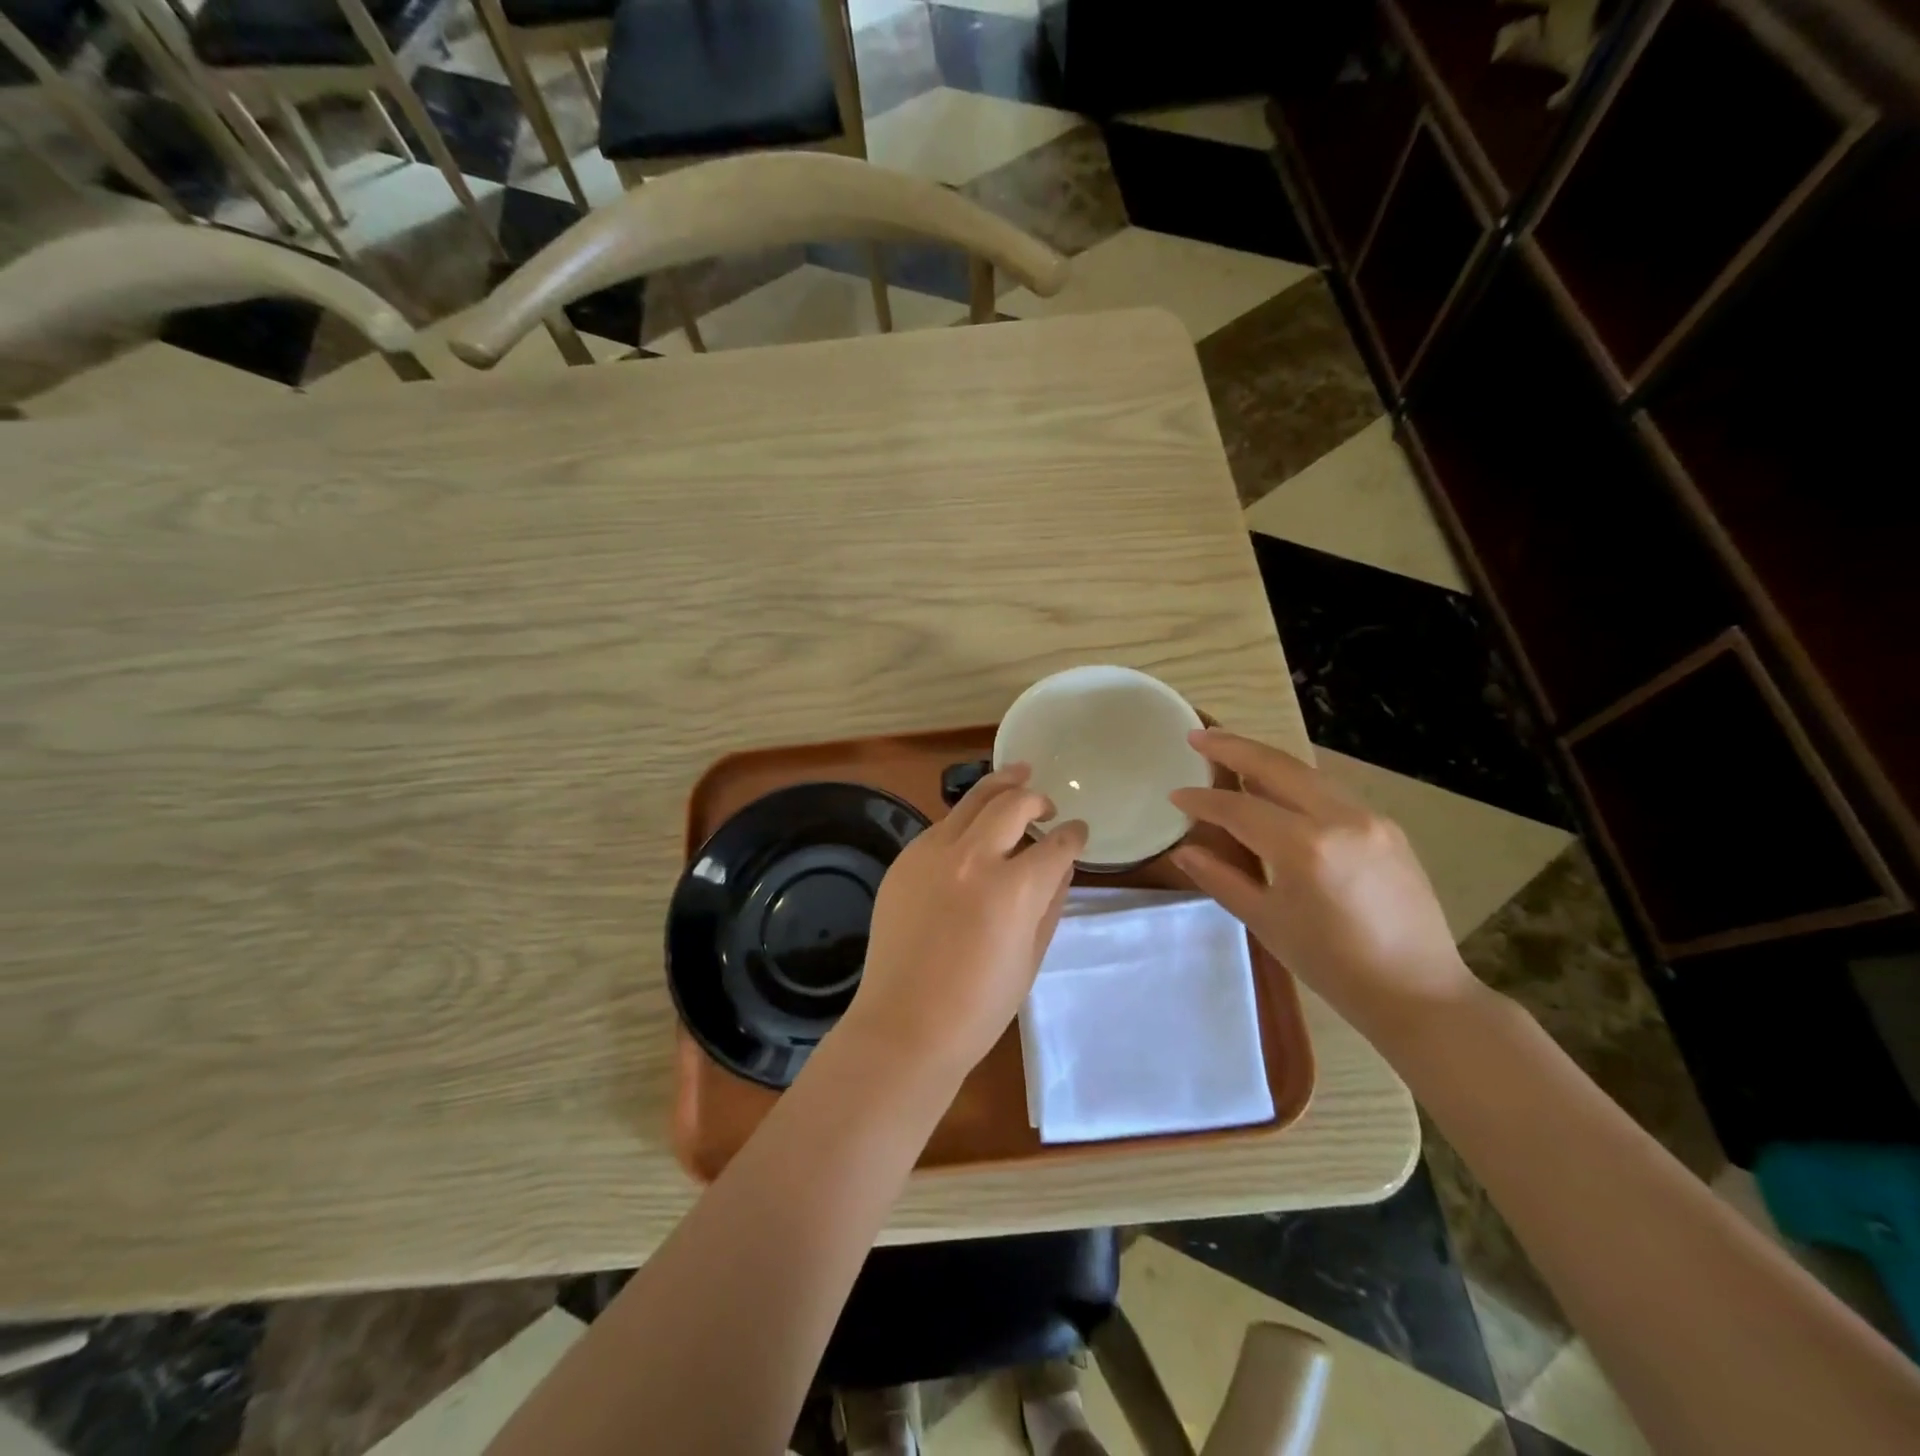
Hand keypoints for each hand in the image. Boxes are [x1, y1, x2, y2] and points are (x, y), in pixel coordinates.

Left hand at [842, 765, 1087, 1081]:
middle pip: (1013, 803)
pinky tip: (973, 829)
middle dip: (1037, 797)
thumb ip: (1050, 903)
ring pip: (973, 800)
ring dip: (1001, 787)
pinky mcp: (906, 860)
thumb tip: (1060, 867)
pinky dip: (965, 820)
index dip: (1074, 835)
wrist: (906, 1024)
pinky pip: (942, 826)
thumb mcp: (1031, 957)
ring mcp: (932, 854)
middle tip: (1047, 803)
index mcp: (1013, 889)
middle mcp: (973, 858)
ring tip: (1017, 775)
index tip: (1078, 831)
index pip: (1056, 844)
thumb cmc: (979, 1006)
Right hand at [1170, 728, 1476, 1043]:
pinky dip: (1295, 781)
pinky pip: (1330, 791)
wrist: (1417, 991)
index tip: (1175, 794)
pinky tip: (1276, 787)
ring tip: (1230, 750)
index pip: (1239, 809)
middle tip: (1197, 736)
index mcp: (1304, 848)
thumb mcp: (1267, 922)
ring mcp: (1369, 818)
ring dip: (1265, 758)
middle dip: (1232, 747)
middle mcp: (1339, 819)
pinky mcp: (1387, 826)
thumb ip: (1221, 878)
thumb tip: (1184, 850)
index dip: (1202, 800)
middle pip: (1276, 766)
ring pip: (1307, 772)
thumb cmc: (1332, 965)